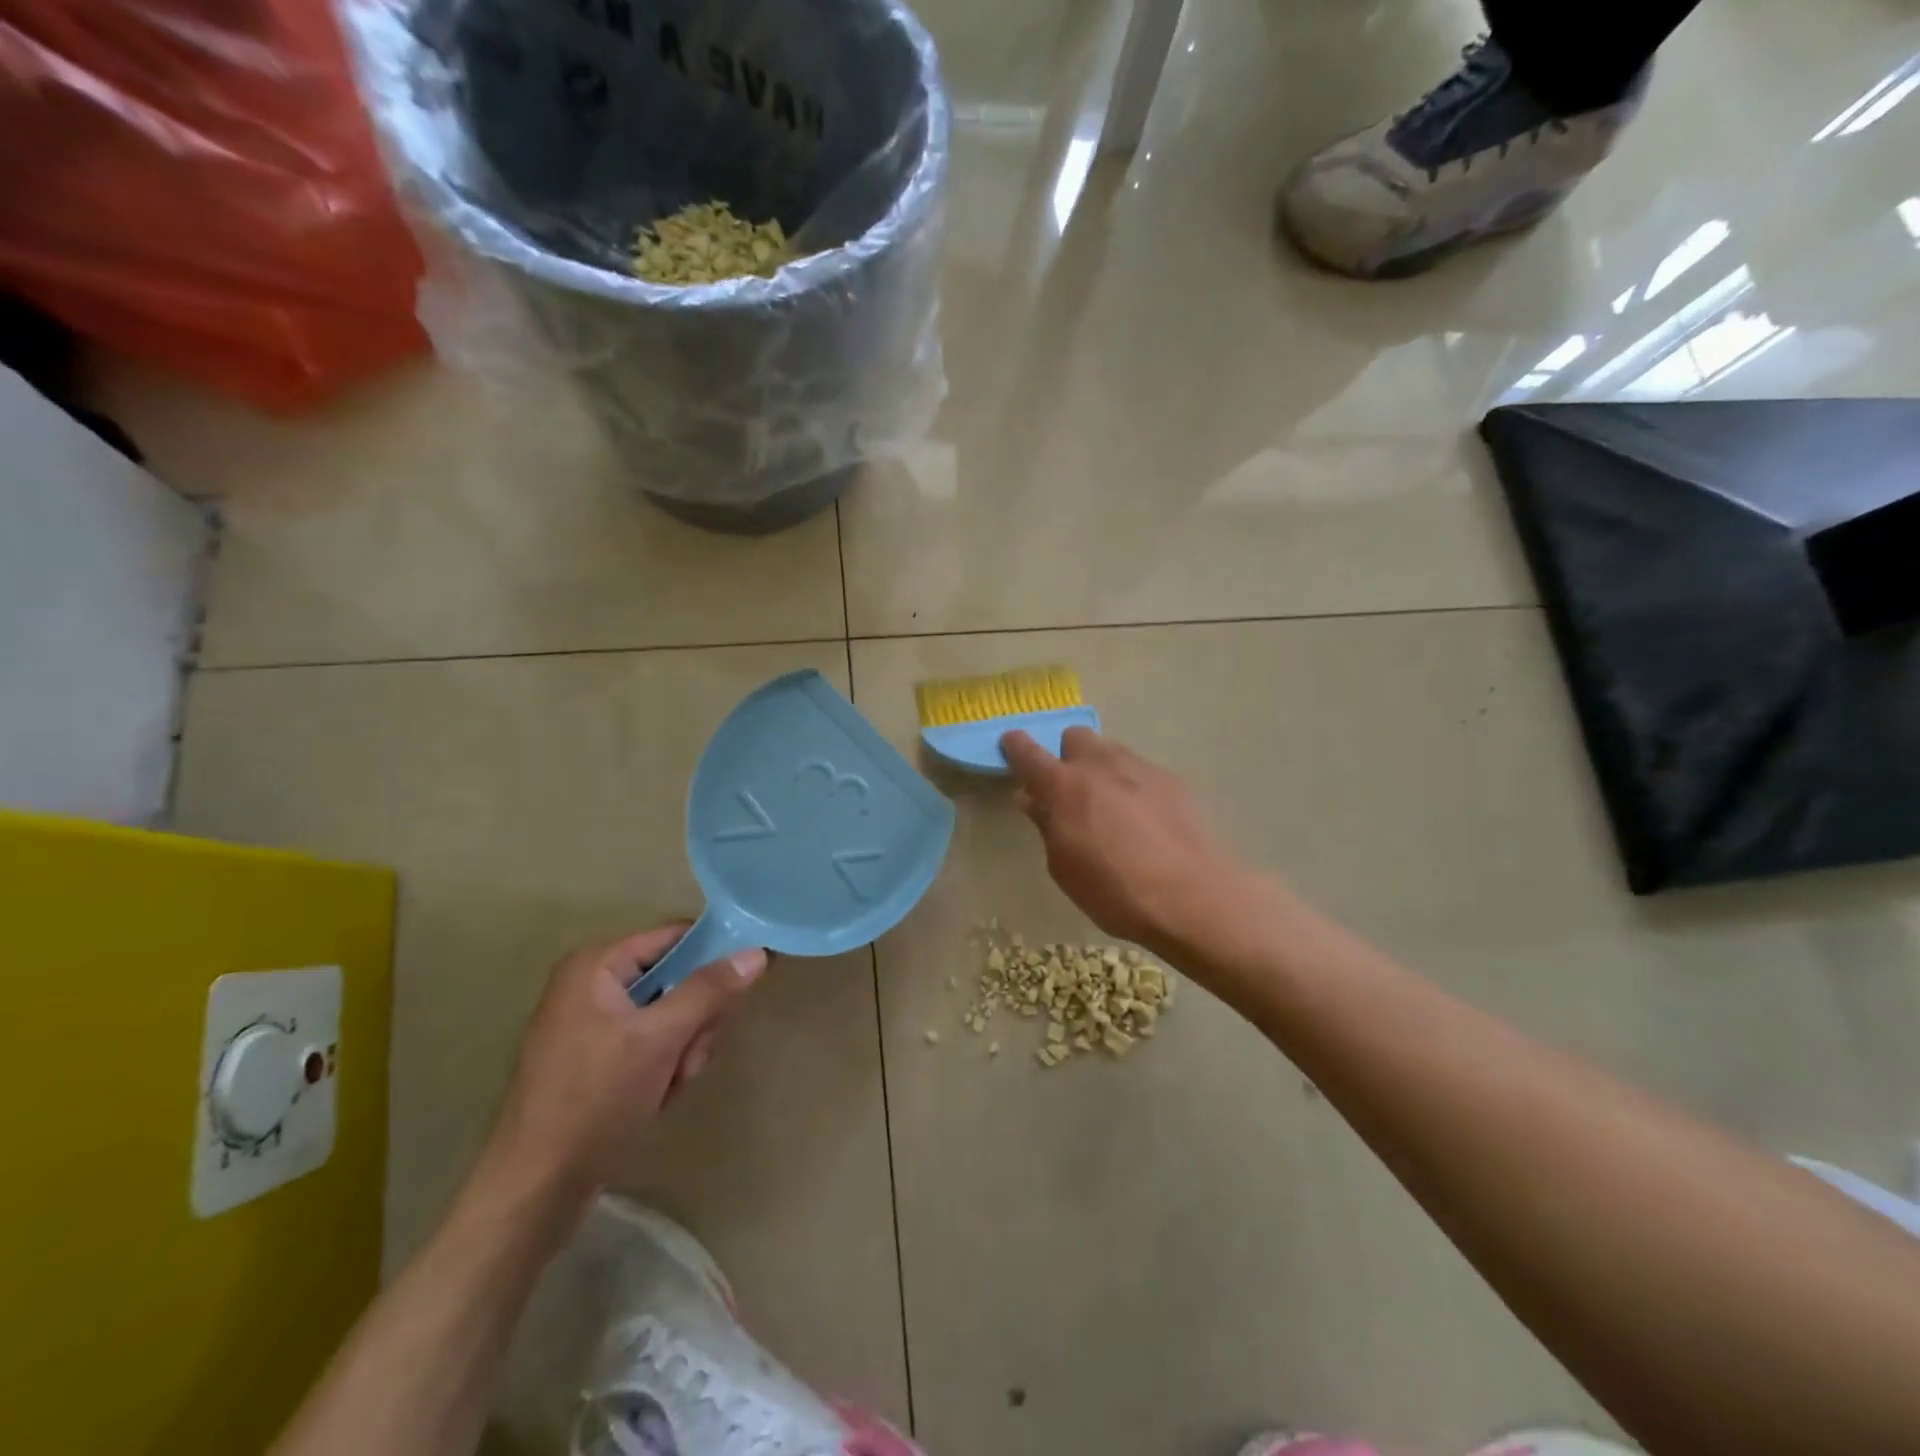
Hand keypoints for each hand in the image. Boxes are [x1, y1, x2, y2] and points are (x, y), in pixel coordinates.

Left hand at [484, 925, 765, 1204]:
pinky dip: (665, 1066)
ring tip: (670, 1083)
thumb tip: (757, 952)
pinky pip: (652, 1042)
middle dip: (695, 1020)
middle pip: (677, 978)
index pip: (675, 936)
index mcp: (597, 965)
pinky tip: (657, 1095)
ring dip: (683, 1049)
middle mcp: (592, 984)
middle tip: (690, 1055)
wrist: (536, 1190)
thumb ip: (710, 990)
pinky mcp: (597, 1058)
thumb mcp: (660, 1039)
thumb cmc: (595, 1099)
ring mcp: (593, 1023)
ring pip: (671, 1015)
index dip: (716, 952)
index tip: (749, 978)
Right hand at [1001, 728, 1254, 955]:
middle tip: (1070, 790)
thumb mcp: (1064, 867)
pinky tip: (1142, 818)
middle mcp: (1099, 765)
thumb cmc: (1114, 891)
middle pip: (1075, 738)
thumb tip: (1031, 799)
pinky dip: (1131, 784)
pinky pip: (1139, 770)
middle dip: (1066, 756)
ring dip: (1100, 767)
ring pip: (1109, 750)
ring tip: (1108, 804)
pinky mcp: (1170, 780)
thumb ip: (1046, 826)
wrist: (1191, 896)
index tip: (1010, 745)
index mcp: (1064, 786)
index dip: (1015, 746)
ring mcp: (1139, 768)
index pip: (1028, 752)